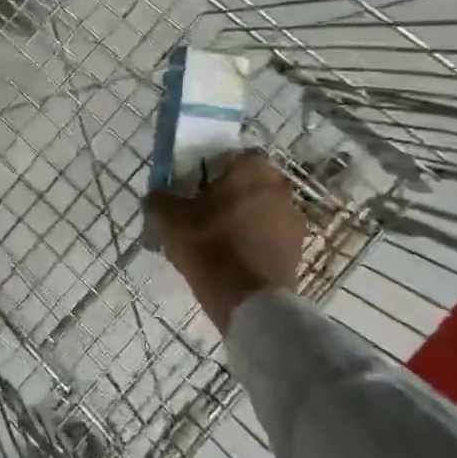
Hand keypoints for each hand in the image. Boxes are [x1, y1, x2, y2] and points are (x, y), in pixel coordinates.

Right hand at [145, 153, 306, 330]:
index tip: (196, 187)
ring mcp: (293, 220)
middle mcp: (279, 188)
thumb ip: (160, 198)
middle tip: (203, 212)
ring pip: (261, 210)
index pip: (233, 156)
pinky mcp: (298, 249)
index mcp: (251, 170)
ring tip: (218, 240)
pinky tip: (233, 259)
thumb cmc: (209, 247)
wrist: (249, 301)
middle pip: (250, 183)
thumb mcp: (168, 219)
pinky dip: (255, 242)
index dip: (213, 169)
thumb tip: (158, 196)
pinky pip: (270, 236)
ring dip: (245, 218)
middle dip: (230, 194)